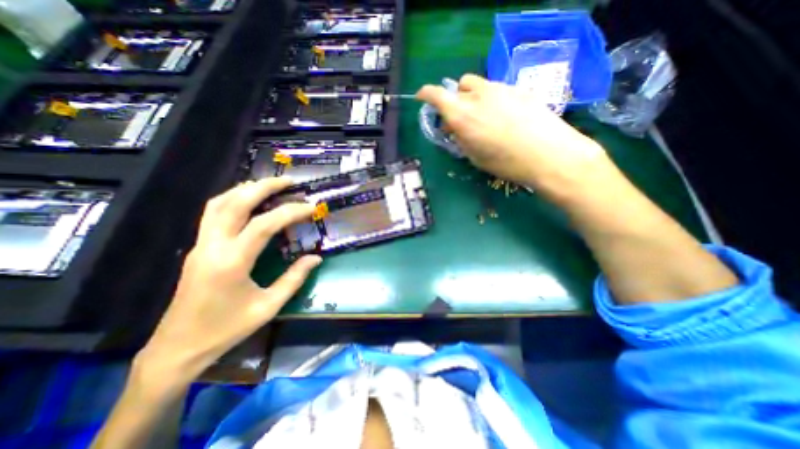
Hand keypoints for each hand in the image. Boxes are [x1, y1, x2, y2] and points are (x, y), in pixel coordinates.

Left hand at [135, 176, 320, 382]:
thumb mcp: (268, 306)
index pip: (265, 224)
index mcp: (232, 262)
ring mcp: (200, 245)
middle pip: (235, 203)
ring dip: (245, 189)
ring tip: (269, 185)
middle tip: (289, 181)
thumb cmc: (226, 329)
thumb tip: (316, 258)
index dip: (291, 211)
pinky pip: (213, 213)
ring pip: (218, 203)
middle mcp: (212, 246)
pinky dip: (233, 199)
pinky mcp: (198, 248)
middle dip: (264, 186)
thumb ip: (295, 278)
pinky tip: (249, 202)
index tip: (311, 207)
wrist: (177, 348)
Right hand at [419, 73, 606, 194]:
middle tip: (461, 117)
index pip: (436, 94)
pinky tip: (503, 116)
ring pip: (478, 85)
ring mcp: (500, 88)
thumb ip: (461, 138)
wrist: (549, 154)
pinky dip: (491, 99)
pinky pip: (497, 89)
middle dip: (456, 99)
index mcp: (462, 115)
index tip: (422, 97)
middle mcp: (478, 96)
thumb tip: (455, 128)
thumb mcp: (475, 156)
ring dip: (474, 97)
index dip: (426, 94)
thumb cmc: (506, 162)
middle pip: (459, 86)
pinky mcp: (518, 88)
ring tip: (483, 117)